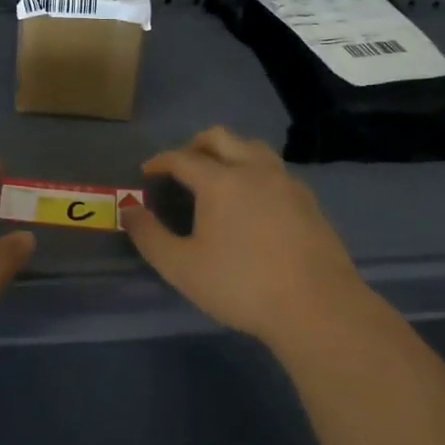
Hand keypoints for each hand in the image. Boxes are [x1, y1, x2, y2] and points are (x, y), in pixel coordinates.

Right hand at [123, 126, 370, 347]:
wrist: (316, 307)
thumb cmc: (240, 285)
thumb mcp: (181, 267)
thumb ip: (149, 236)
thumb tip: (127, 210)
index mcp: (220, 180)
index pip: (182, 158)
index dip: (160, 161)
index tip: (147, 171)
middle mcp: (254, 170)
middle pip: (221, 138)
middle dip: (195, 145)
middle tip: (181, 165)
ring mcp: (286, 183)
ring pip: (253, 148)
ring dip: (230, 152)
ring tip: (217, 175)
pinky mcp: (308, 201)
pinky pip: (275, 170)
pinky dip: (254, 171)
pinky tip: (253, 200)